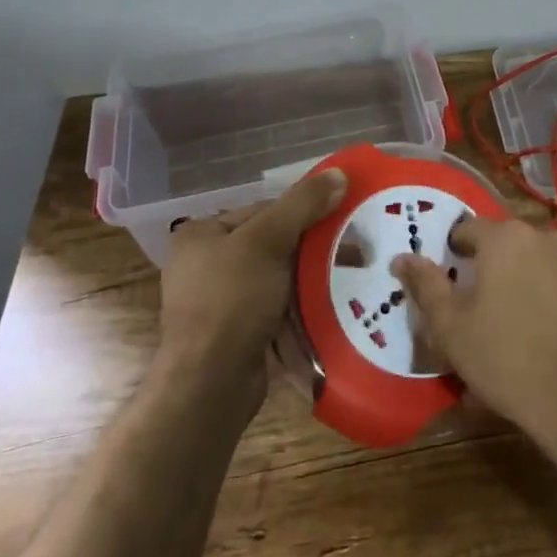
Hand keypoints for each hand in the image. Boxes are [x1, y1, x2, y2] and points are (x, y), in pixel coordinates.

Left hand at [159, 169, 346, 406]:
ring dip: (310, 278)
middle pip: (272, 243)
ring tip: (349, 279)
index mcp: (202, 234)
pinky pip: (275, 307)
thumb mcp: (268, 241)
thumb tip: (340, 172)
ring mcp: (219, 301)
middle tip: (355, 252)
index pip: (264, 210)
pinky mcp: (235, 331)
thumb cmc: (232, 300)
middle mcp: (205, 263)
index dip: (305, 212)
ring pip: (277, 277)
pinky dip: (300, 306)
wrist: (210, 383)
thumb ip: (303, 204)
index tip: (343, 221)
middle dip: (313, 249)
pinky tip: (328, 307)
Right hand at [391, 218, 556, 459]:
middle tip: (472, 320)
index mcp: (506, 238)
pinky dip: (544, 312)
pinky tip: (537, 351)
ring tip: (503, 344)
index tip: (445, 285)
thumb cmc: (508, 358)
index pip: (467, 229)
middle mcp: (545, 238)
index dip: (451, 255)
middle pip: (503, 251)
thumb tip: (402, 258)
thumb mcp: (451, 328)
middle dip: (485, 279)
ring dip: (515, 297)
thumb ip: (425, 286)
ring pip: (532, 273)